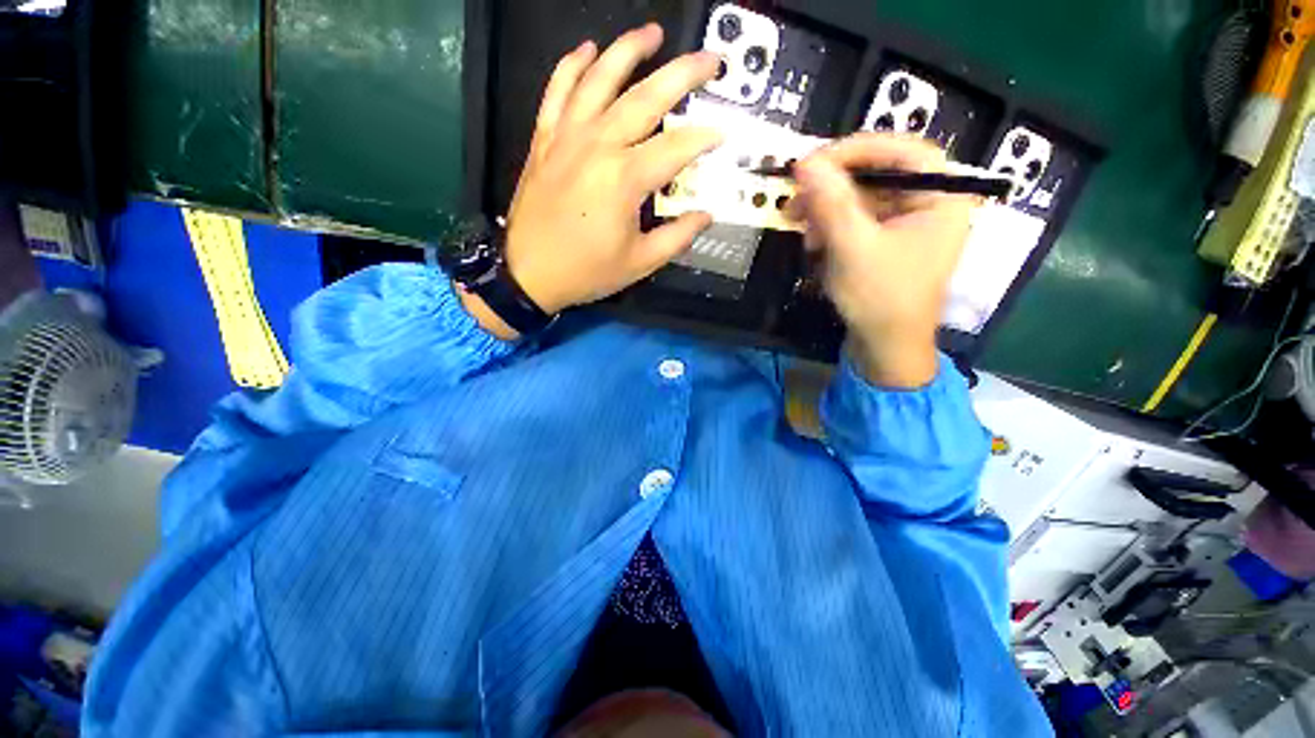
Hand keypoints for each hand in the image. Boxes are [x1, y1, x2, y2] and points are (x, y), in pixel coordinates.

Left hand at [503, 24, 722, 316]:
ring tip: (652, 31)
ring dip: (626, 51)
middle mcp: (596, 146)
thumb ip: (678, 235)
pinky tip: (587, 47)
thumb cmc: (582, 270)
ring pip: (598, 81)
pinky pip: (555, 92)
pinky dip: (570, 66)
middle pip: (646, 98)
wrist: (520, 274)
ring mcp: (566, 136)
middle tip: (711, 57)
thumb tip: (707, 214)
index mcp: (624, 179)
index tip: (725, 133)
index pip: (679, 145)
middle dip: (683, 73)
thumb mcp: (639, 263)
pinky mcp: (545, 137)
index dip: (707, 136)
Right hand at [791, 134, 977, 387]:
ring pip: (865, 185)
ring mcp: (912, 216)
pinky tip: (811, 232)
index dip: (865, 146)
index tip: (824, 159)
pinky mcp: (893, 231)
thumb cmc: (885, 303)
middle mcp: (932, 202)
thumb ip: (832, 201)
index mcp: (944, 202)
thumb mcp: (856, 248)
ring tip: (796, 216)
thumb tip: (804, 161)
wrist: (888, 354)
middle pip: (882, 164)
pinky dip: (833, 214)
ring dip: (827, 197)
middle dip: (837, 176)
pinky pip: (861, 206)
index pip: (909, 150)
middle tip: (801, 184)